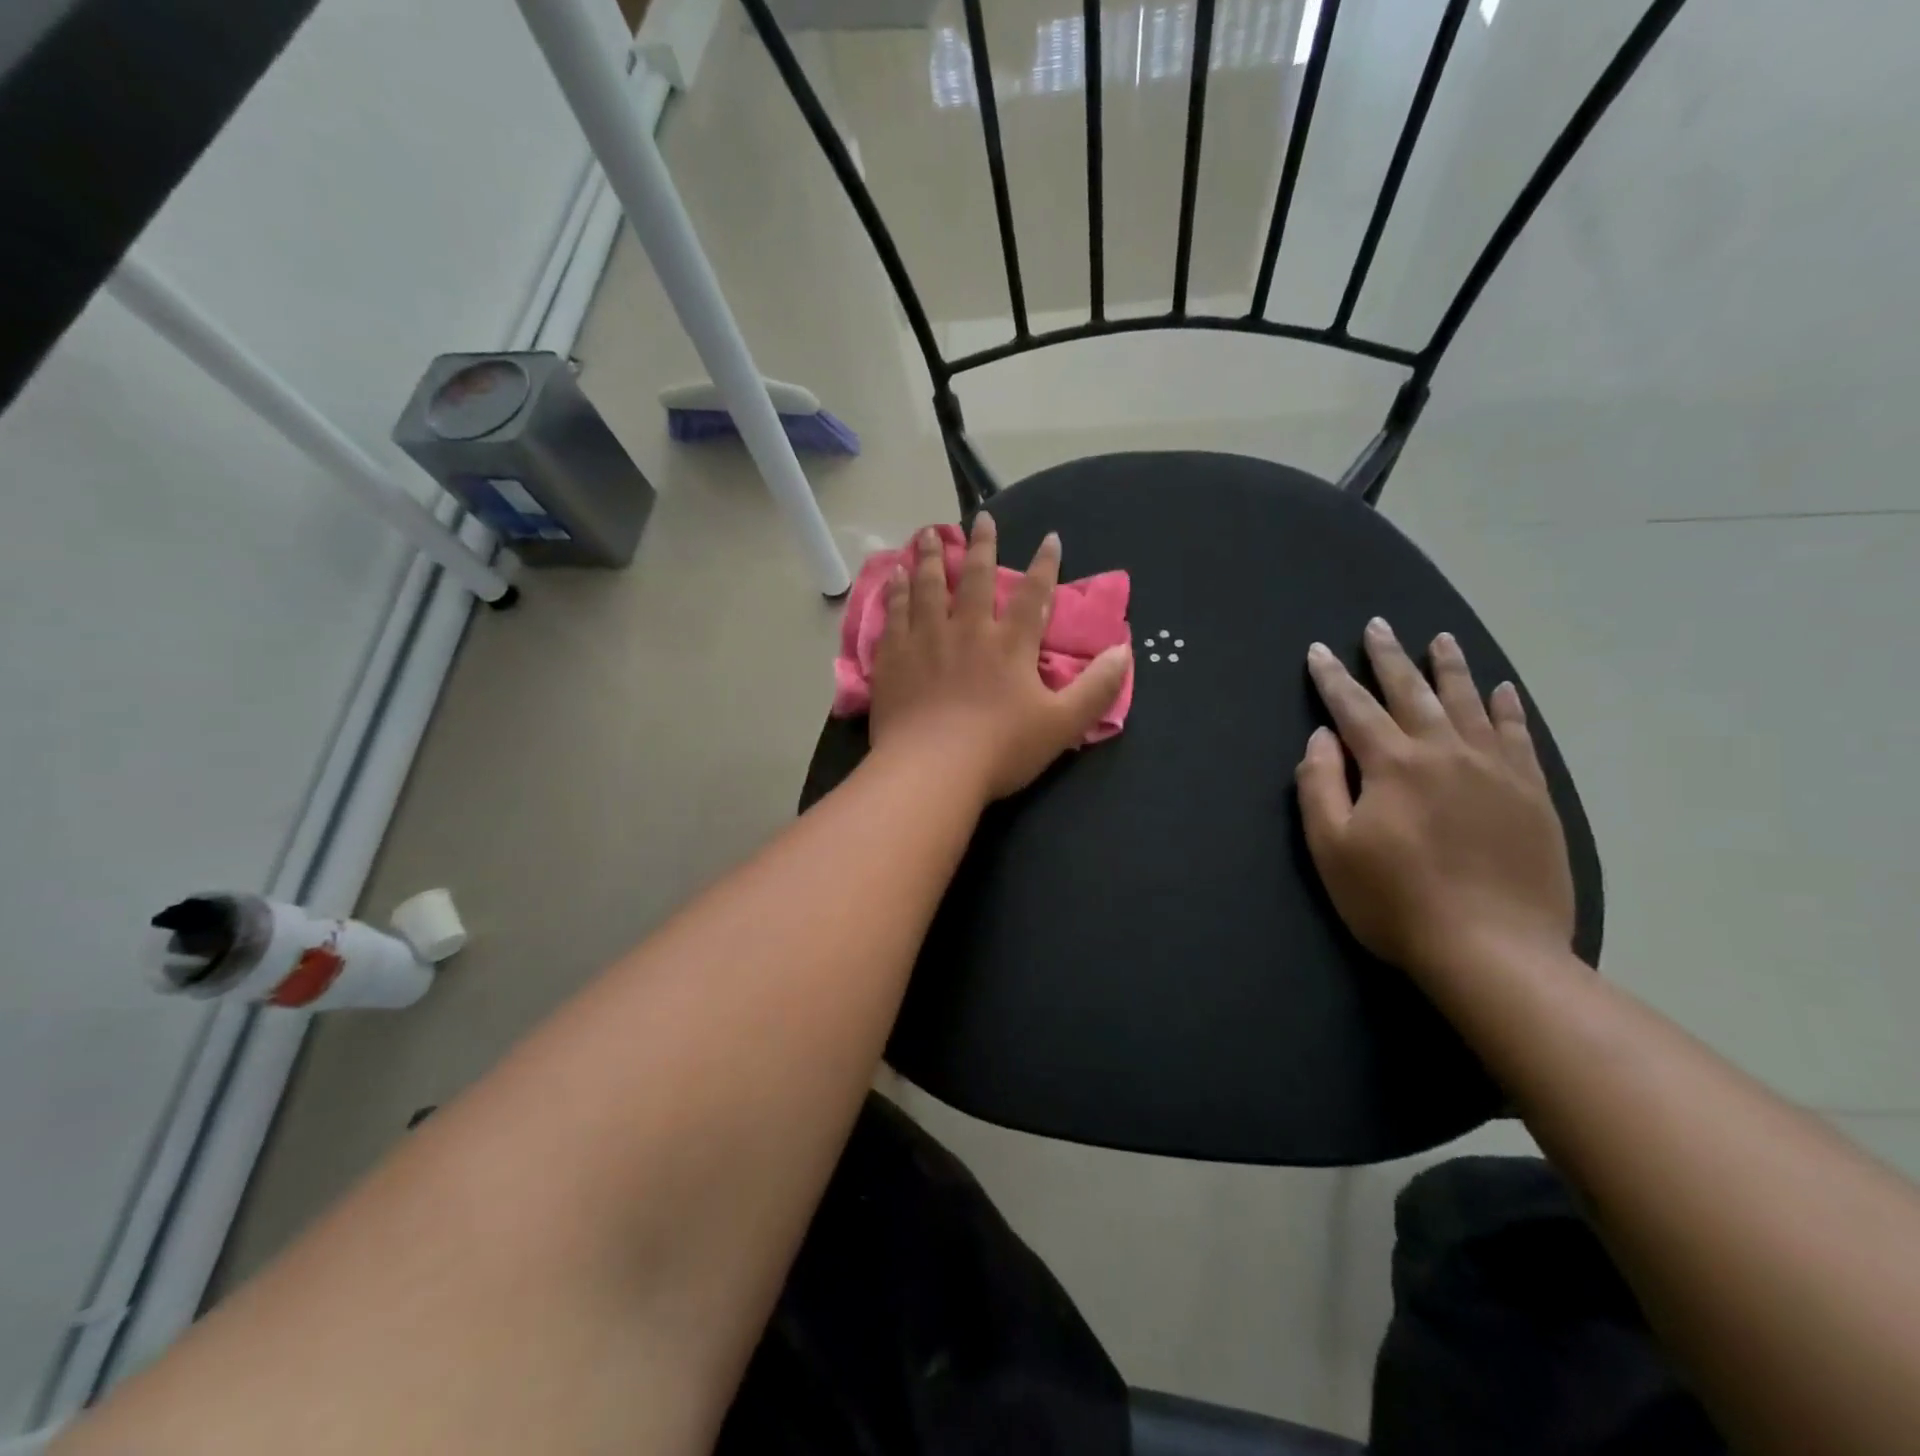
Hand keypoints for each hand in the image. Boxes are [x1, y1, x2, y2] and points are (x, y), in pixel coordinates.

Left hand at [868, 516, 1130, 800]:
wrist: (931, 770)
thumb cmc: (1000, 749)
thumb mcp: (1062, 723)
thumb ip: (1097, 687)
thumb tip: (1125, 651)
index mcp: (1010, 644)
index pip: (1033, 595)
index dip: (1045, 565)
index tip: (1050, 537)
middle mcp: (967, 630)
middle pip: (974, 578)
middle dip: (981, 546)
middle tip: (980, 519)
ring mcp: (925, 640)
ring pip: (928, 587)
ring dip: (929, 558)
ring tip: (926, 534)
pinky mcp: (893, 657)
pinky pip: (894, 613)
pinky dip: (896, 591)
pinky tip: (893, 577)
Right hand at [1296, 619, 1574, 984]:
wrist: (1493, 951)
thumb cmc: (1394, 901)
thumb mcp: (1331, 848)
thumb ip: (1320, 785)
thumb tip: (1322, 736)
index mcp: (1393, 765)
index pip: (1354, 708)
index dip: (1333, 678)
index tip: (1319, 650)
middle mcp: (1445, 753)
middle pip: (1412, 693)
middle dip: (1389, 657)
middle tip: (1378, 625)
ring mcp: (1496, 771)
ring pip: (1469, 704)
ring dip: (1449, 669)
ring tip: (1439, 640)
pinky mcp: (1532, 795)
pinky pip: (1518, 737)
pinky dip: (1506, 709)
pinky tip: (1501, 690)